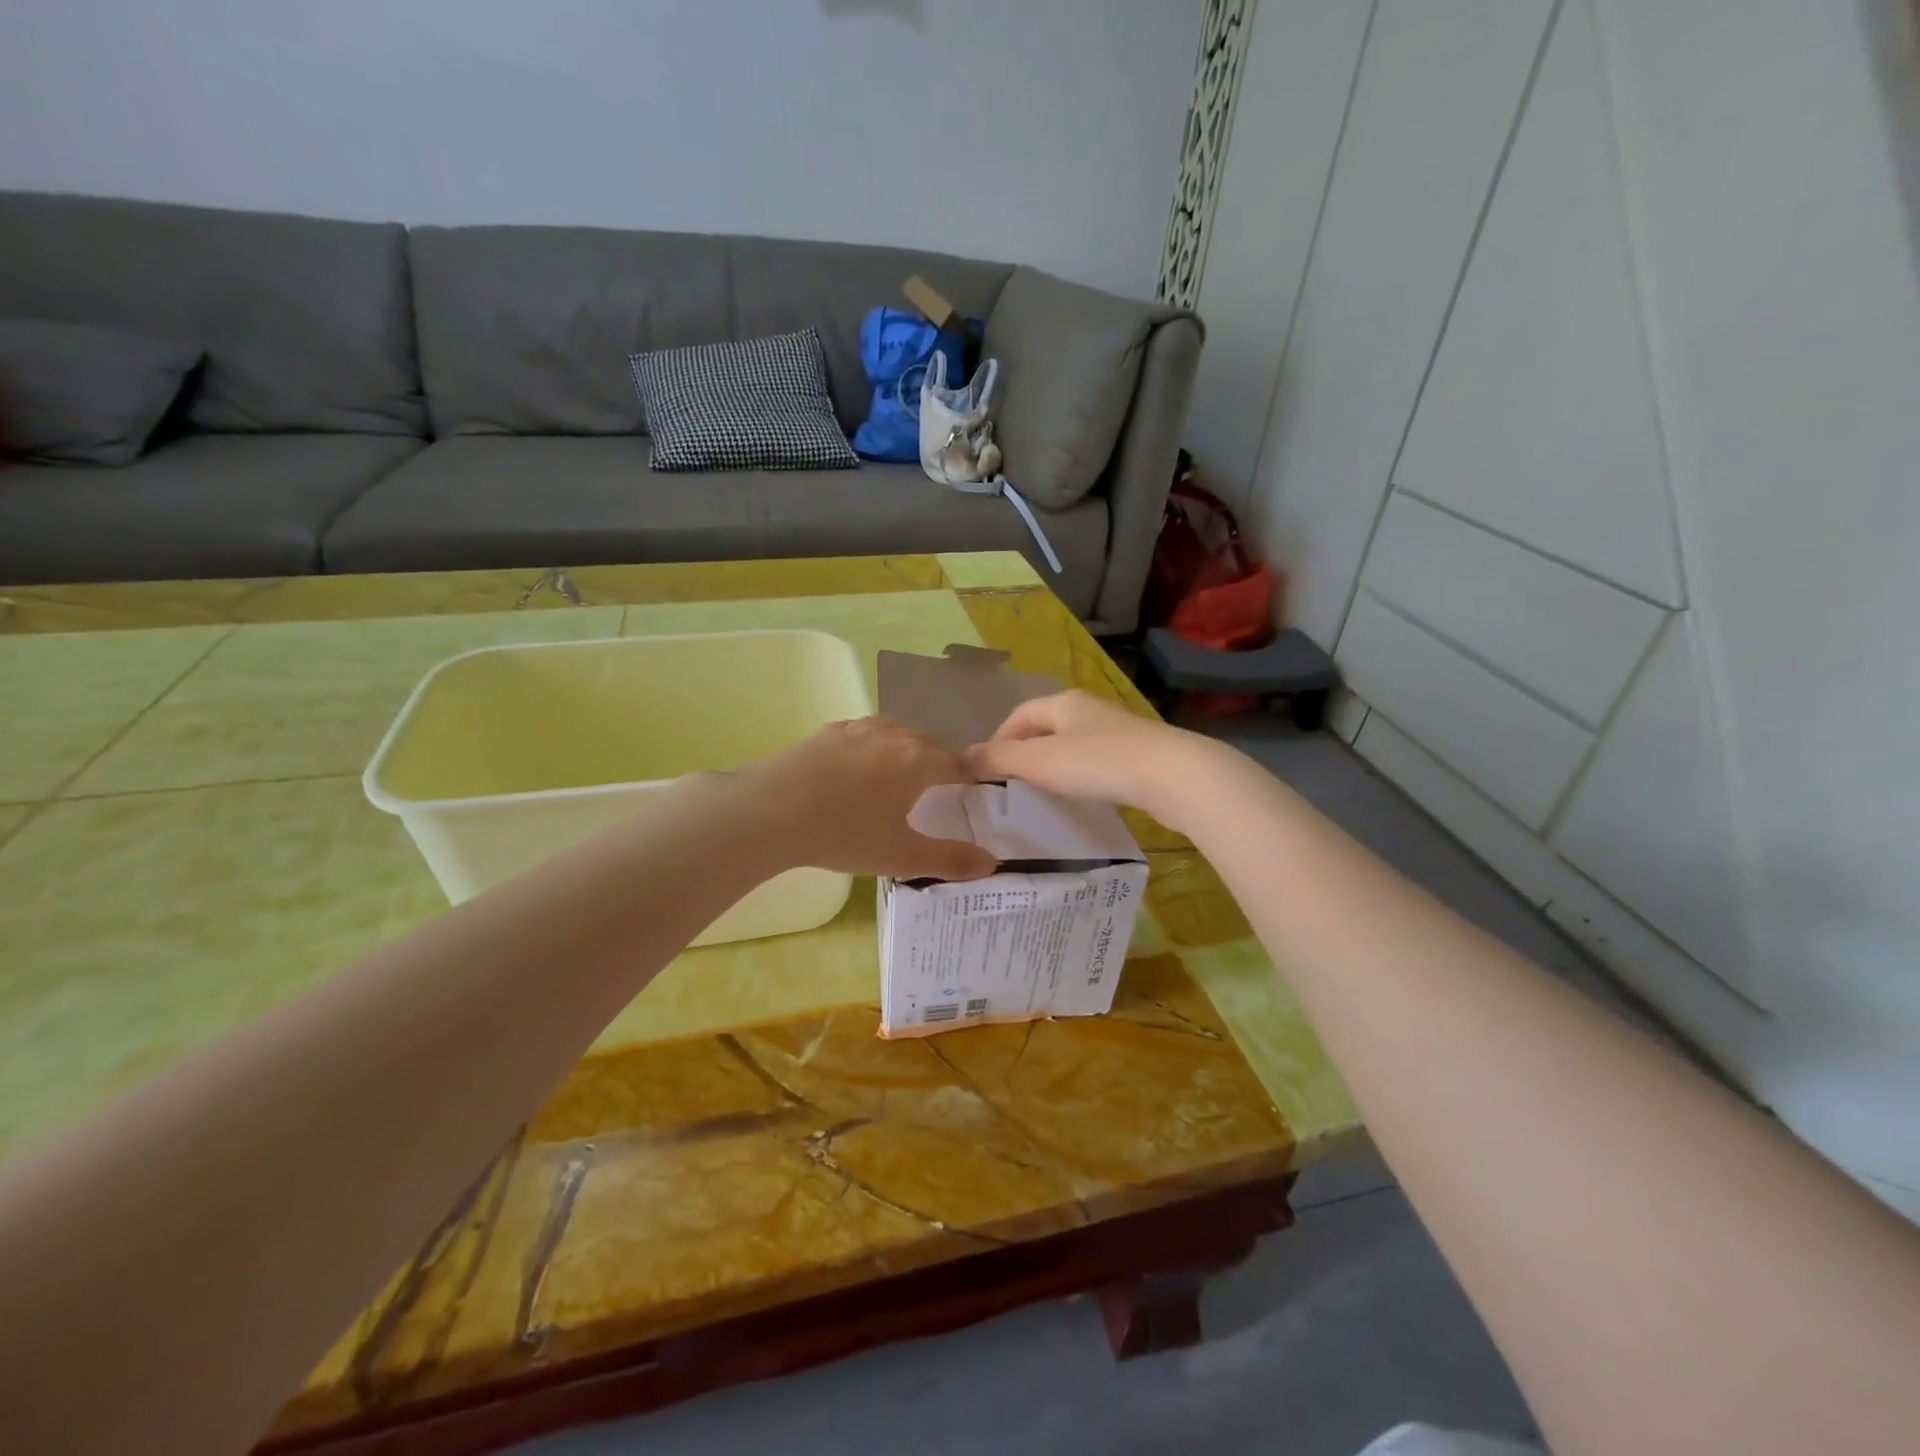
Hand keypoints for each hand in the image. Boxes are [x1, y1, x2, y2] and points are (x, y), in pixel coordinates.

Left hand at [733, 718, 997, 880]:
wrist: (770, 810)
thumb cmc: (844, 833)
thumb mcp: (901, 855)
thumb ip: (949, 859)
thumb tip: (992, 864)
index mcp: (918, 762)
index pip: (955, 763)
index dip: (968, 775)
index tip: (973, 786)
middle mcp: (893, 736)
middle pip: (926, 744)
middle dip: (935, 762)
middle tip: (935, 789)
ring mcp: (856, 730)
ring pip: (893, 733)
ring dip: (903, 750)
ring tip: (898, 774)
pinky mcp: (826, 732)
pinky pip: (862, 734)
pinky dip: (870, 746)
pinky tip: (857, 765)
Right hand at [962, 691, 1226, 830]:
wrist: (1173, 776)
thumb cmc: (1099, 763)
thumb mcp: (1040, 761)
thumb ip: (1000, 759)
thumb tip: (960, 758)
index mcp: (1064, 702)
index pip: (1020, 714)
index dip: (999, 738)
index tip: (986, 770)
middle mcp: (1090, 709)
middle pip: (1046, 727)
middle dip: (1025, 752)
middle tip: (1010, 785)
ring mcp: (1117, 731)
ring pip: (1073, 745)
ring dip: (1053, 766)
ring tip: (1041, 795)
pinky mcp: (1138, 755)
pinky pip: (1096, 762)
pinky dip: (1080, 777)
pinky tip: (1081, 798)